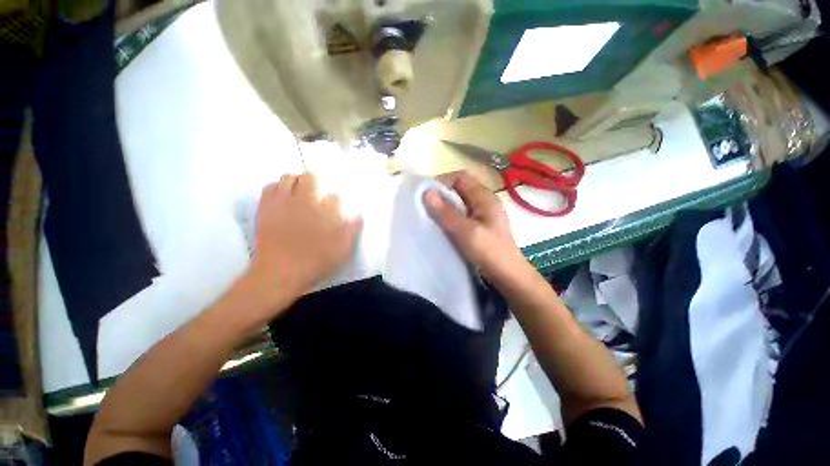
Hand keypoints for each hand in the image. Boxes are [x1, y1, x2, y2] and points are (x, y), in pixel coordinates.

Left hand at [247, 173, 361, 313]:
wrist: (280, 273)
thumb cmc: (315, 262)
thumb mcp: (342, 251)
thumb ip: (352, 231)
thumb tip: (359, 215)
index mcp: (324, 212)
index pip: (333, 196)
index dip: (335, 198)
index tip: (335, 203)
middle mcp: (304, 202)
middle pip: (309, 178)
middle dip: (315, 180)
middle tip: (317, 188)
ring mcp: (283, 203)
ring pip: (288, 178)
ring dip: (296, 181)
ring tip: (299, 189)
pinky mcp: (266, 209)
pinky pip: (269, 187)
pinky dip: (276, 187)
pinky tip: (281, 196)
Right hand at [424, 171, 528, 286]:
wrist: (508, 276)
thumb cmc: (489, 252)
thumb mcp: (466, 232)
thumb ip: (446, 213)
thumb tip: (427, 193)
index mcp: (485, 197)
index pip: (461, 177)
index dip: (442, 181)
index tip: (426, 194)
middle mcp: (484, 202)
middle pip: (460, 189)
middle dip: (441, 195)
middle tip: (425, 206)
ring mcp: (483, 214)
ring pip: (459, 202)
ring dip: (444, 207)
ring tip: (430, 216)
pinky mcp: (480, 226)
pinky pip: (461, 214)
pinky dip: (450, 217)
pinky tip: (442, 226)